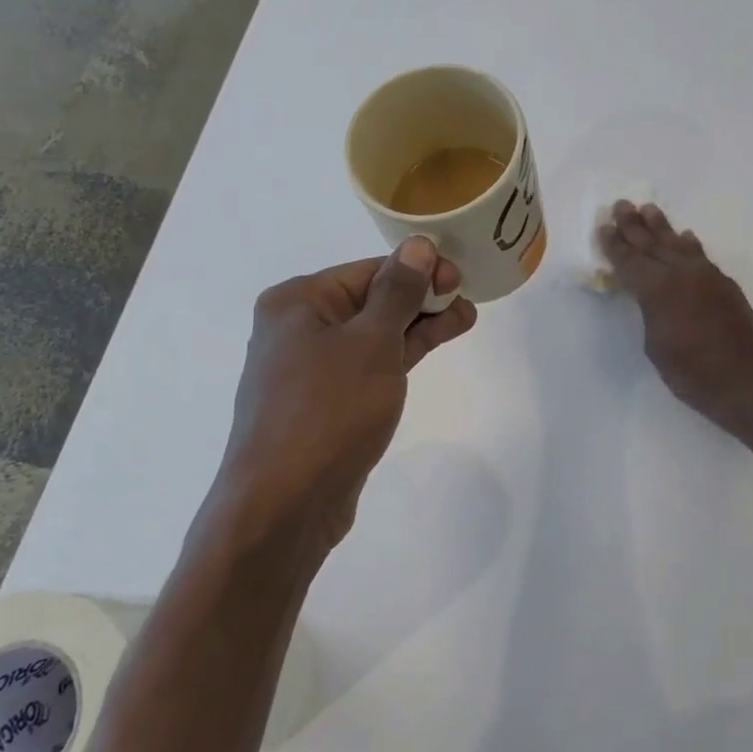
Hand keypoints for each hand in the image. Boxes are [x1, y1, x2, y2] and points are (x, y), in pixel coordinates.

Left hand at [201, 238, 477, 569]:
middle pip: (370, 301)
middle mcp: (298, 329)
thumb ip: (398, 292)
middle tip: (468, 299)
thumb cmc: (328, 411)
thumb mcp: (371, 343)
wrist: (284, 504)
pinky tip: (429, 347)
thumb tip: (419, 247)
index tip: (460, 276)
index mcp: (298, 302)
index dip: (418, 270)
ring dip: (416, 327)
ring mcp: (310, 370)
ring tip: (464, 319)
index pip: (368, 270)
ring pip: (373, 336)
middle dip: (421, 299)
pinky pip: (367, 368)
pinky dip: (399, 357)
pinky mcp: (326, 405)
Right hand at [598, 202, 752, 435]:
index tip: (603, 227)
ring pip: (678, 245)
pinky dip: (689, 244)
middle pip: (653, 244)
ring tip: (648, 209)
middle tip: (620, 205)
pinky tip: (686, 237)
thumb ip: (649, 313)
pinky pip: (700, 256)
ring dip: (661, 227)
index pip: (630, 261)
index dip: (614, 245)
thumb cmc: (694, 375)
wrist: (751, 383)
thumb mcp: (656, 347)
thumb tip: (650, 297)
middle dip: (634, 226)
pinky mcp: (725, 286)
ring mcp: (707, 277)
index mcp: (658, 290)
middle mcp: (682, 274)